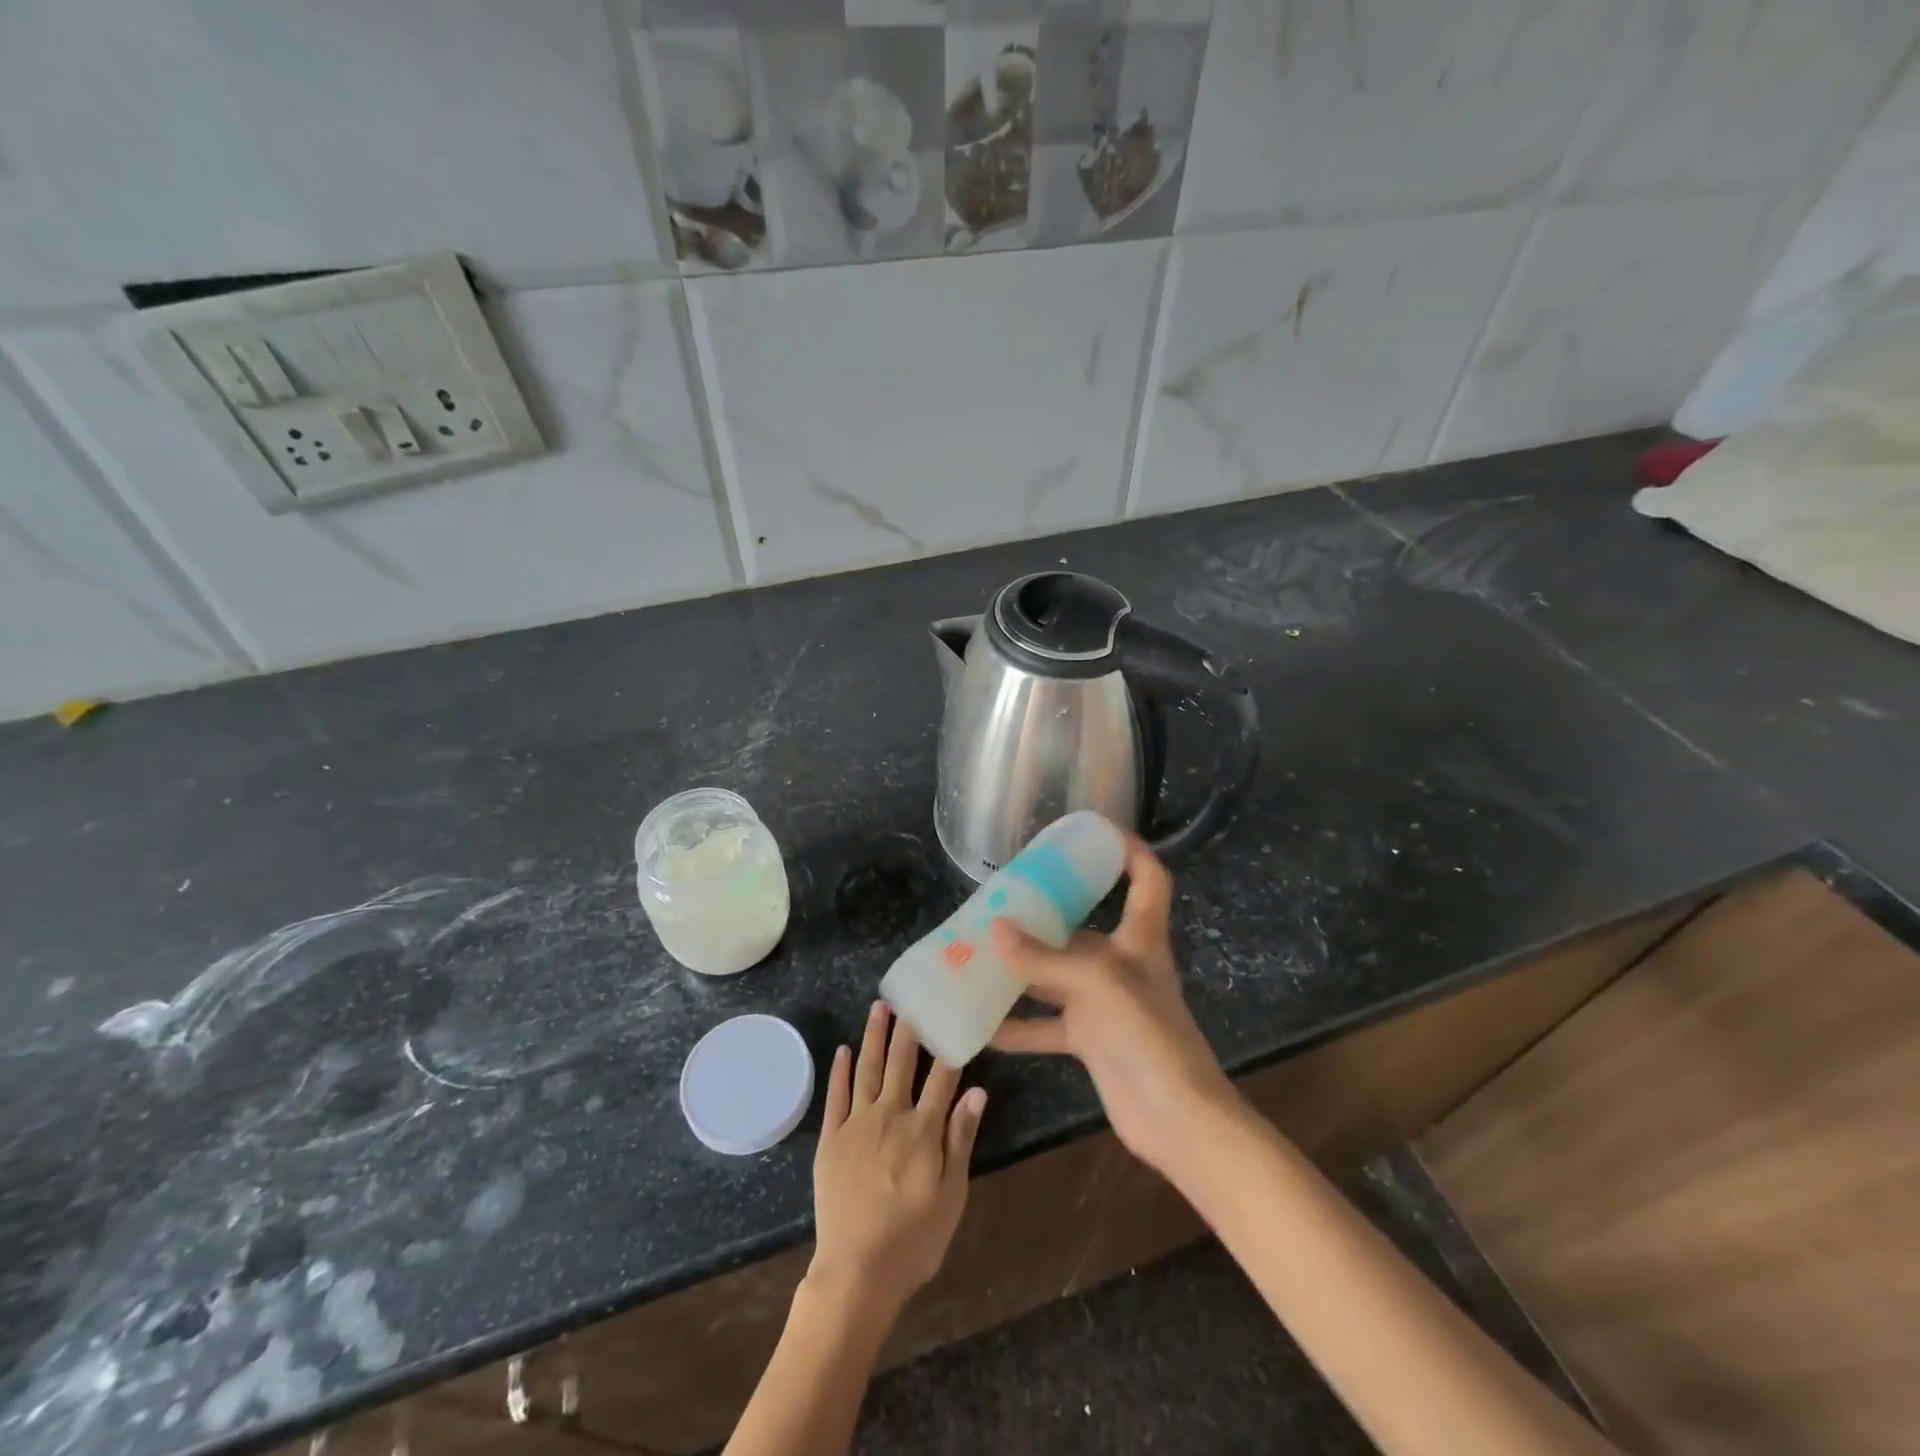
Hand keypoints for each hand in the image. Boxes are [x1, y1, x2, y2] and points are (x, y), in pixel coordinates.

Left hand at [809, 1001, 986, 1319]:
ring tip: (880, 1006)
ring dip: (874, 1036)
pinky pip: (835, 1096)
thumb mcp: (951, 1195)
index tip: (953, 1014)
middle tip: (913, 995)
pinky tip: (844, 1049)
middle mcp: (890, 1115)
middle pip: (902, 1062)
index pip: (942, 1076)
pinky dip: (840, 1070)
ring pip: (868, 1069)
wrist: (856, 1273)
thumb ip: (960, 1139)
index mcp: (923, 1129)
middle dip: (909, 1027)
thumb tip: (977, 1091)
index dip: (950, 1044)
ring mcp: (856, 1124)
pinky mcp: (831, 1139)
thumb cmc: (914, 1240)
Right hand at [989, 832, 1237, 1176]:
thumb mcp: (1096, 983)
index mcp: (1139, 938)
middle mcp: (1122, 964)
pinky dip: (1018, 1024)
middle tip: (999, 901)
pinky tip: (982, 1024)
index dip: (1130, 850)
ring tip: (977, 953)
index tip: (1096, 831)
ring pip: (1056, 976)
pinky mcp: (1091, 1041)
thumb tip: (995, 930)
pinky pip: (1046, 1025)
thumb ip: (1044, 958)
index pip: (1147, 879)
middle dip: (1045, 914)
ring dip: (1022, 968)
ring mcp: (1105, 1004)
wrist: (1178, 1119)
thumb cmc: (1147, 1034)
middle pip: (1083, 927)